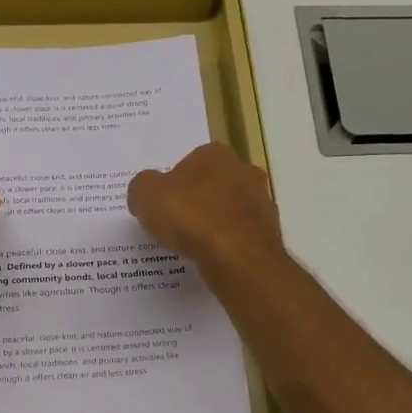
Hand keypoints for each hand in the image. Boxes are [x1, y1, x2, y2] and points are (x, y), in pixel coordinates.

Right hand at [127, 143, 284, 273]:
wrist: (236, 257)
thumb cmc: (190, 217)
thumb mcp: (146, 196)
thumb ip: (142, 188)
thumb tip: (144, 195)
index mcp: (215, 154)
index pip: (189, 163)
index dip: (173, 185)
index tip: (163, 206)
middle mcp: (244, 171)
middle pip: (212, 185)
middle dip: (197, 201)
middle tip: (176, 225)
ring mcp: (262, 202)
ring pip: (230, 210)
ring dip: (215, 223)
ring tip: (194, 246)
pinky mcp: (270, 231)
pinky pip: (241, 235)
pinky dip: (228, 244)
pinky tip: (214, 258)